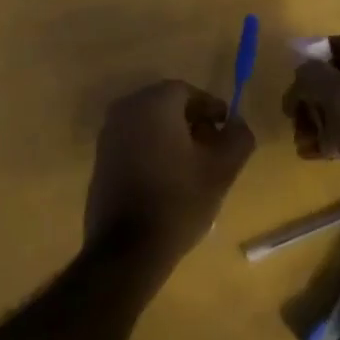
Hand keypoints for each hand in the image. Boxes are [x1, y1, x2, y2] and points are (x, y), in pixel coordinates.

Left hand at [85, 81, 255, 274]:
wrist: (126, 248)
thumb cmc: (178, 201)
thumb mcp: (222, 170)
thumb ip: (238, 137)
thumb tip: (237, 122)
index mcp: (154, 103)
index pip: (189, 91)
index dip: (212, 108)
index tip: (227, 131)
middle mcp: (126, 109)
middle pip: (167, 104)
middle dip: (193, 121)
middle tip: (213, 149)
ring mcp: (108, 133)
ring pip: (150, 123)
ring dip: (173, 136)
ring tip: (194, 167)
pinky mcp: (101, 157)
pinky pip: (134, 140)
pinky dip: (154, 149)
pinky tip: (168, 178)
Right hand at [281, 33, 339, 229]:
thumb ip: (314, 76)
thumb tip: (301, 75)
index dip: (318, 52)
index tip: (298, 76)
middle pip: (331, 77)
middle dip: (307, 95)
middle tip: (293, 116)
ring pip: (331, 107)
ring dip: (310, 121)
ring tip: (301, 141)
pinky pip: (339, 133)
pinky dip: (322, 140)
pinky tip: (312, 155)